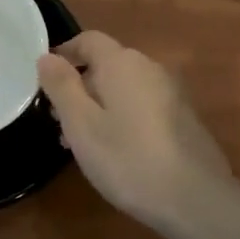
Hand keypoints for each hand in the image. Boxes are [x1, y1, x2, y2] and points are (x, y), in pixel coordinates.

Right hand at [36, 32, 233, 234]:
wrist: (195, 198)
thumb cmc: (127, 158)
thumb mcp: (81, 124)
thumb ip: (62, 86)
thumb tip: (47, 57)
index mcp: (122, 63)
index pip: (89, 40)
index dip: (64, 53)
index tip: (44, 79)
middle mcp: (150, 69)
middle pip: (108, 64)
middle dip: (80, 86)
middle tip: (60, 122)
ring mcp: (172, 94)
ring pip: (125, 88)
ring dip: (100, 105)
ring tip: (83, 143)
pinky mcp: (184, 119)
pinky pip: (143, 106)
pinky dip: (123, 118)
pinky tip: (117, 152)